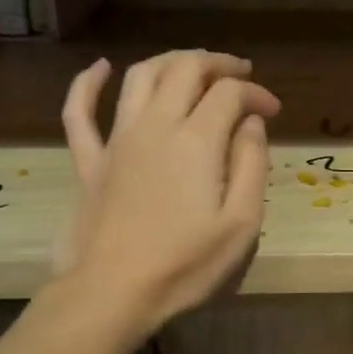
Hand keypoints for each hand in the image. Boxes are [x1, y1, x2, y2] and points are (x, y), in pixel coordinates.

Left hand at [56, 50, 280, 331]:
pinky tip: (99, 67)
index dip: (256, 93)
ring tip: (192, 66)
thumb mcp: (242, 222)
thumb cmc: (186, 264)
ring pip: (140, 77)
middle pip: (185, 69)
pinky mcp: (89, 161)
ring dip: (170, 61)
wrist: (113, 292)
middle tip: (240, 74)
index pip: (230, 93)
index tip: (273, 112)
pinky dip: (87, 83)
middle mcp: (156, 125)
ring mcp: (116, 140)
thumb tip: (251, 123)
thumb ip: (252, 164)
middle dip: (217, 64)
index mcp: (197, 140)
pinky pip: (79, 112)